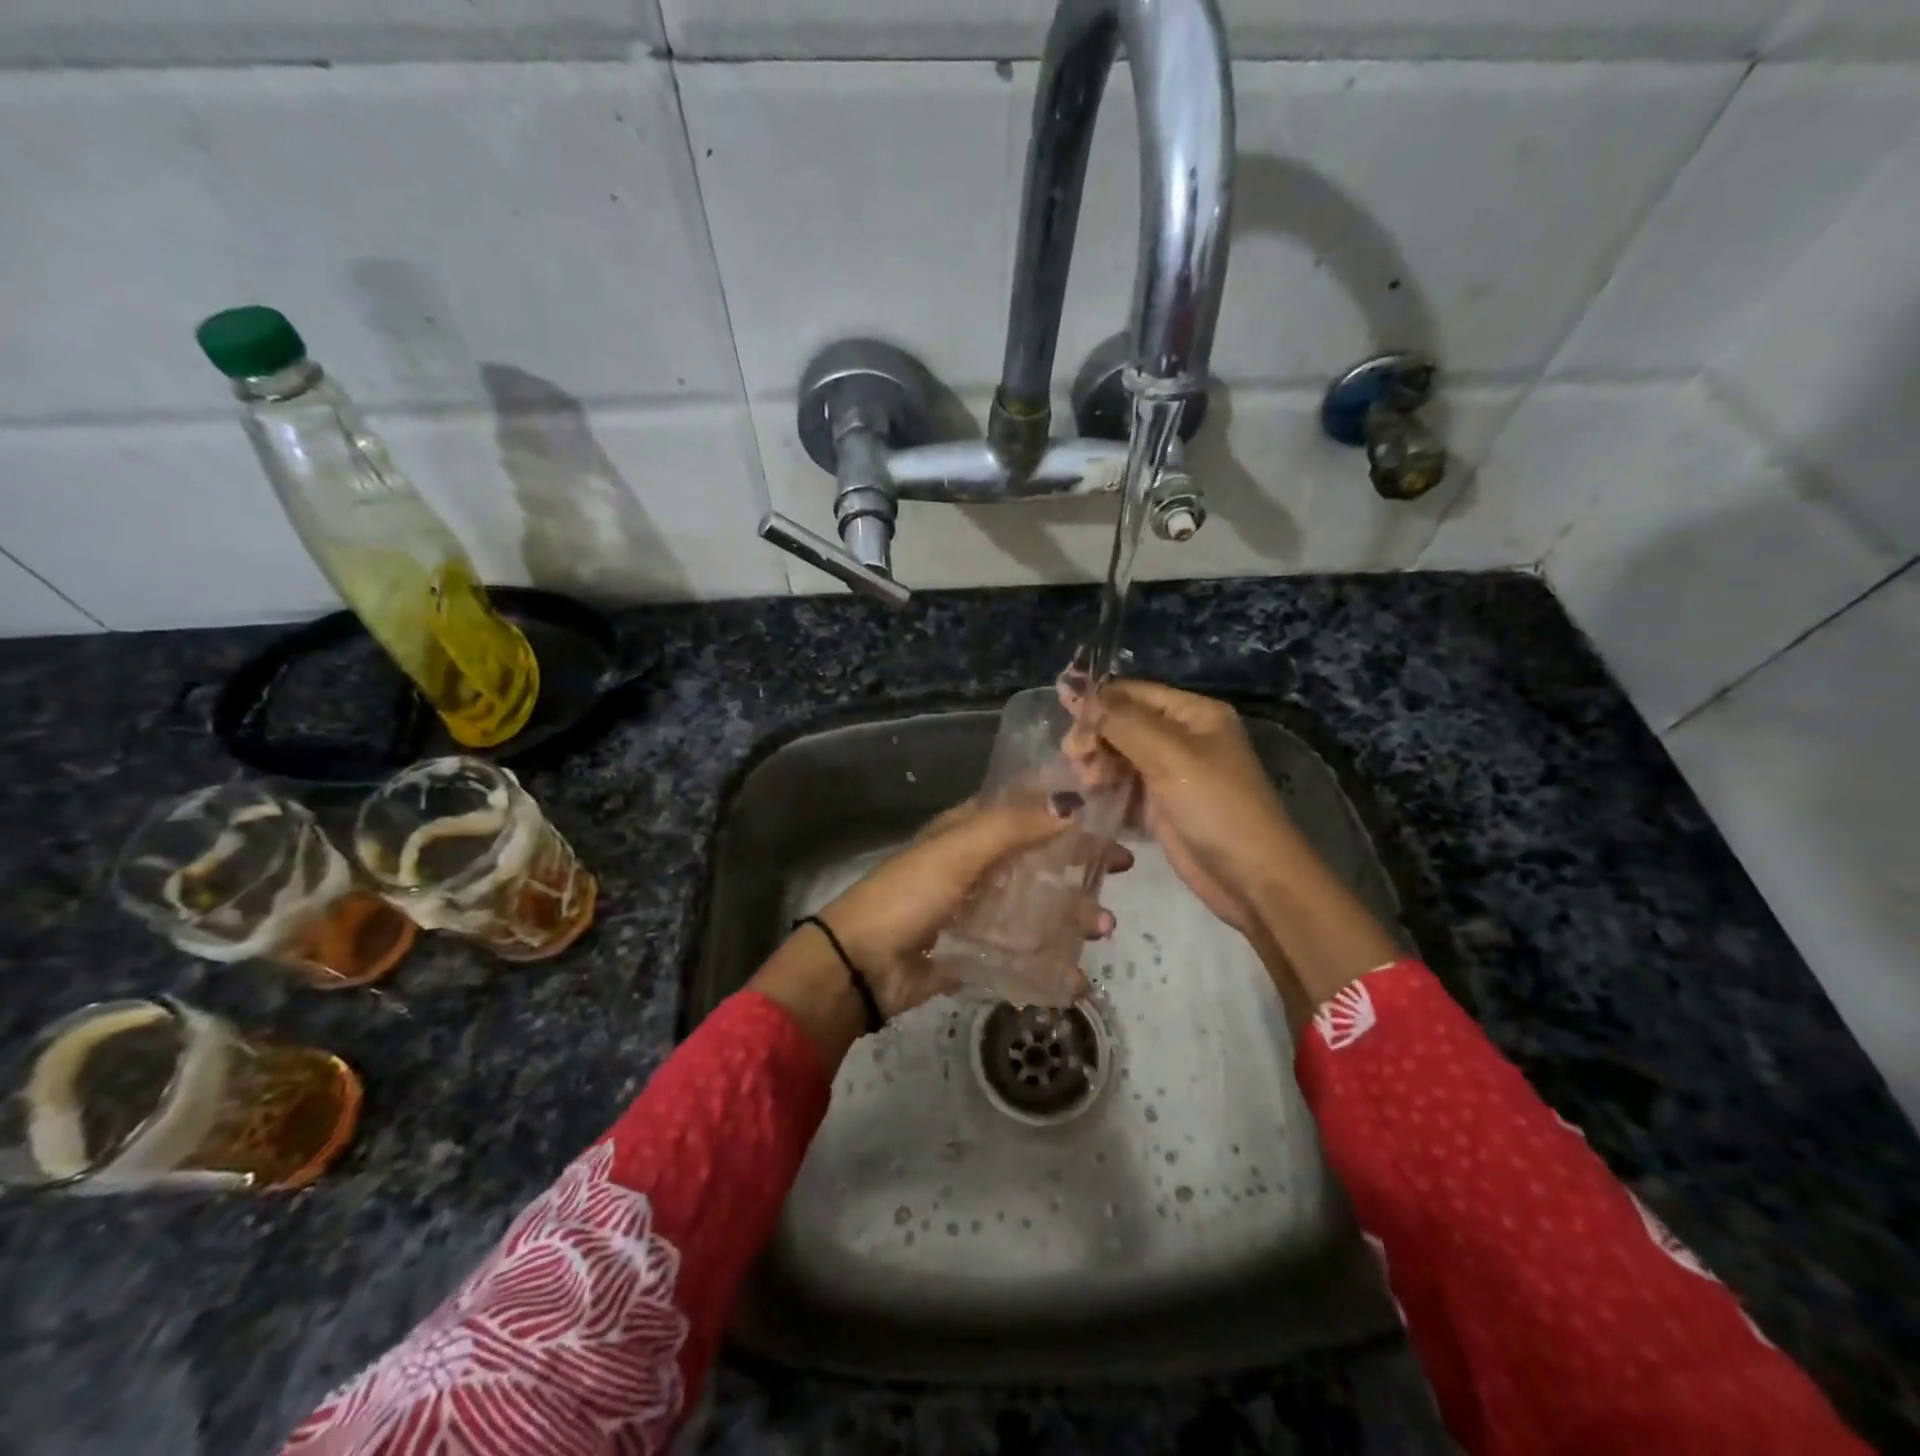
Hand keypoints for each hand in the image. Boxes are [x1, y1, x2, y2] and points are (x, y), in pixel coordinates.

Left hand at [818, 796, 1127, 1018]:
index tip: (1112, 809)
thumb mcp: (960, 849)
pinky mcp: (979, 950)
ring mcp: (980, 909)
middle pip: (1042, 855)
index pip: (1027, 805)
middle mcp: (980, 863)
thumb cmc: (910, 893)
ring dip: (1074, 913)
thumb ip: (1015, 825)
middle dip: (1082, 861)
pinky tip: (1075, 978)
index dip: (1067, 803)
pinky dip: (1052, 962)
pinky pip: (1024, 952)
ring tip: (1101, 928)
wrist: (861, 964)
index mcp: (971, 829)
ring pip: (1039, 905)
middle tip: (1121, 868)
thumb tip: (1074, 802)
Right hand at [1061, 678, 1289, 943]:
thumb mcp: (1169, 755)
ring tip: (1086, 783)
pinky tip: (1087, 798)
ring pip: (1117, 756)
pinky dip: (1102, 790)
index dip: (1096, 701)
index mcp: (1193, 714)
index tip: (1063, 719)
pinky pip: (1120, 787)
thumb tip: (1075, 687)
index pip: (1132, 693)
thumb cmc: (1216, 806)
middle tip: (1077, 760)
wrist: (1251, 878)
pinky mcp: (1158, 806)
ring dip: (1095, 765)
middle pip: (1121, 724)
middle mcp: (1181, 737)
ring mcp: (1169, 773)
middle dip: (1094, 737)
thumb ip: (1120, 722)